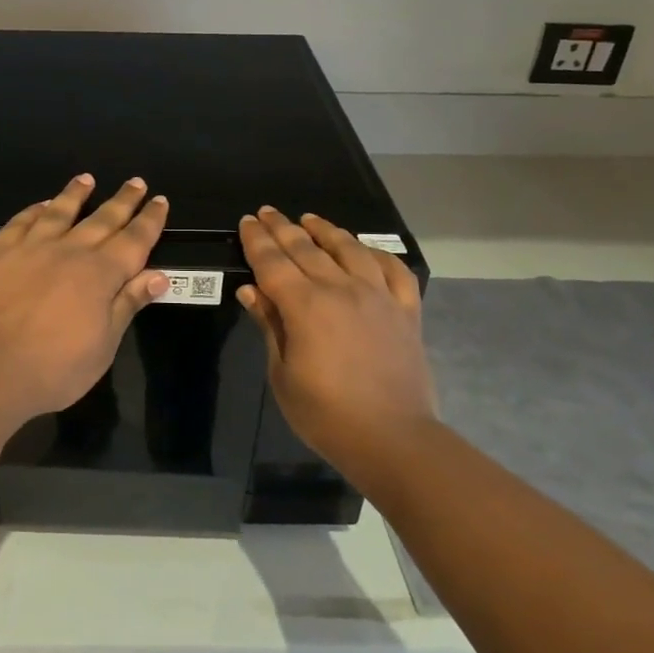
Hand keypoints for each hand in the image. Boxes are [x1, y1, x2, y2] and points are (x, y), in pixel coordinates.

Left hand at [0, 174, 170, 420]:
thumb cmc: (55, 367)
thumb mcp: (104, 344)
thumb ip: (128, 303)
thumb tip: (158, 275)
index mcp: (100, 274)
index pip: (134, 240)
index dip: (149, 220)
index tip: (160, 200)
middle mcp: (69, 251)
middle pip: (102, 219)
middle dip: (122, 201)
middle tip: (136, 182)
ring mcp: (31, 248)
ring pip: (59, 211)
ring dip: (75, 194)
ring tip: (86, 179)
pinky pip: (21, 222)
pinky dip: (35, 210)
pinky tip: (41, 205)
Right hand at [237, 207, 437, 488]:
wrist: (394, 440)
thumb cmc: (326, 415)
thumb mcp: (283, 375)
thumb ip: (270, 326)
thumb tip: (250, 291)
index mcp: (306, 306)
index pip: (273, 262)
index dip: (257, 240)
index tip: (247, 221)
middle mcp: (342, 289)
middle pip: (306, 249)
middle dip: (283, 228)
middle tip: (268, 212)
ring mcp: (378, 297)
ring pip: (350, 249)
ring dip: (326, 231)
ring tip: (310, 219)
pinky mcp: (406, 311)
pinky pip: (394, 270)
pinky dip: (378, 254)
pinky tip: (365, 250)